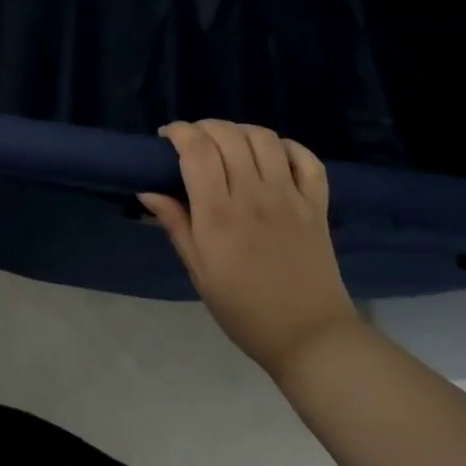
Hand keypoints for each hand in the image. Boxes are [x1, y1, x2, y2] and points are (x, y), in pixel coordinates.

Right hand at [139, 120, 360, 379]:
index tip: (167, 138)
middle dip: (204, 127)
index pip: (197, 150)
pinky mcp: (317, 206)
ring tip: (228, 144)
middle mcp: (254, 197)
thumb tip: (148, 190)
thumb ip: (176, 224)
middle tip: (193, 142)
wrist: (310, 338)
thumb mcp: (198, 271)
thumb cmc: (243, 309)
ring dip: (240, 131)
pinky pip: (308, 160)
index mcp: (219, 215)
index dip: (179, 132)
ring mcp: (290, 198)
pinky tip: (271, 155)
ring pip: (265, 139)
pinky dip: (287, 147)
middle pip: (228, 136)